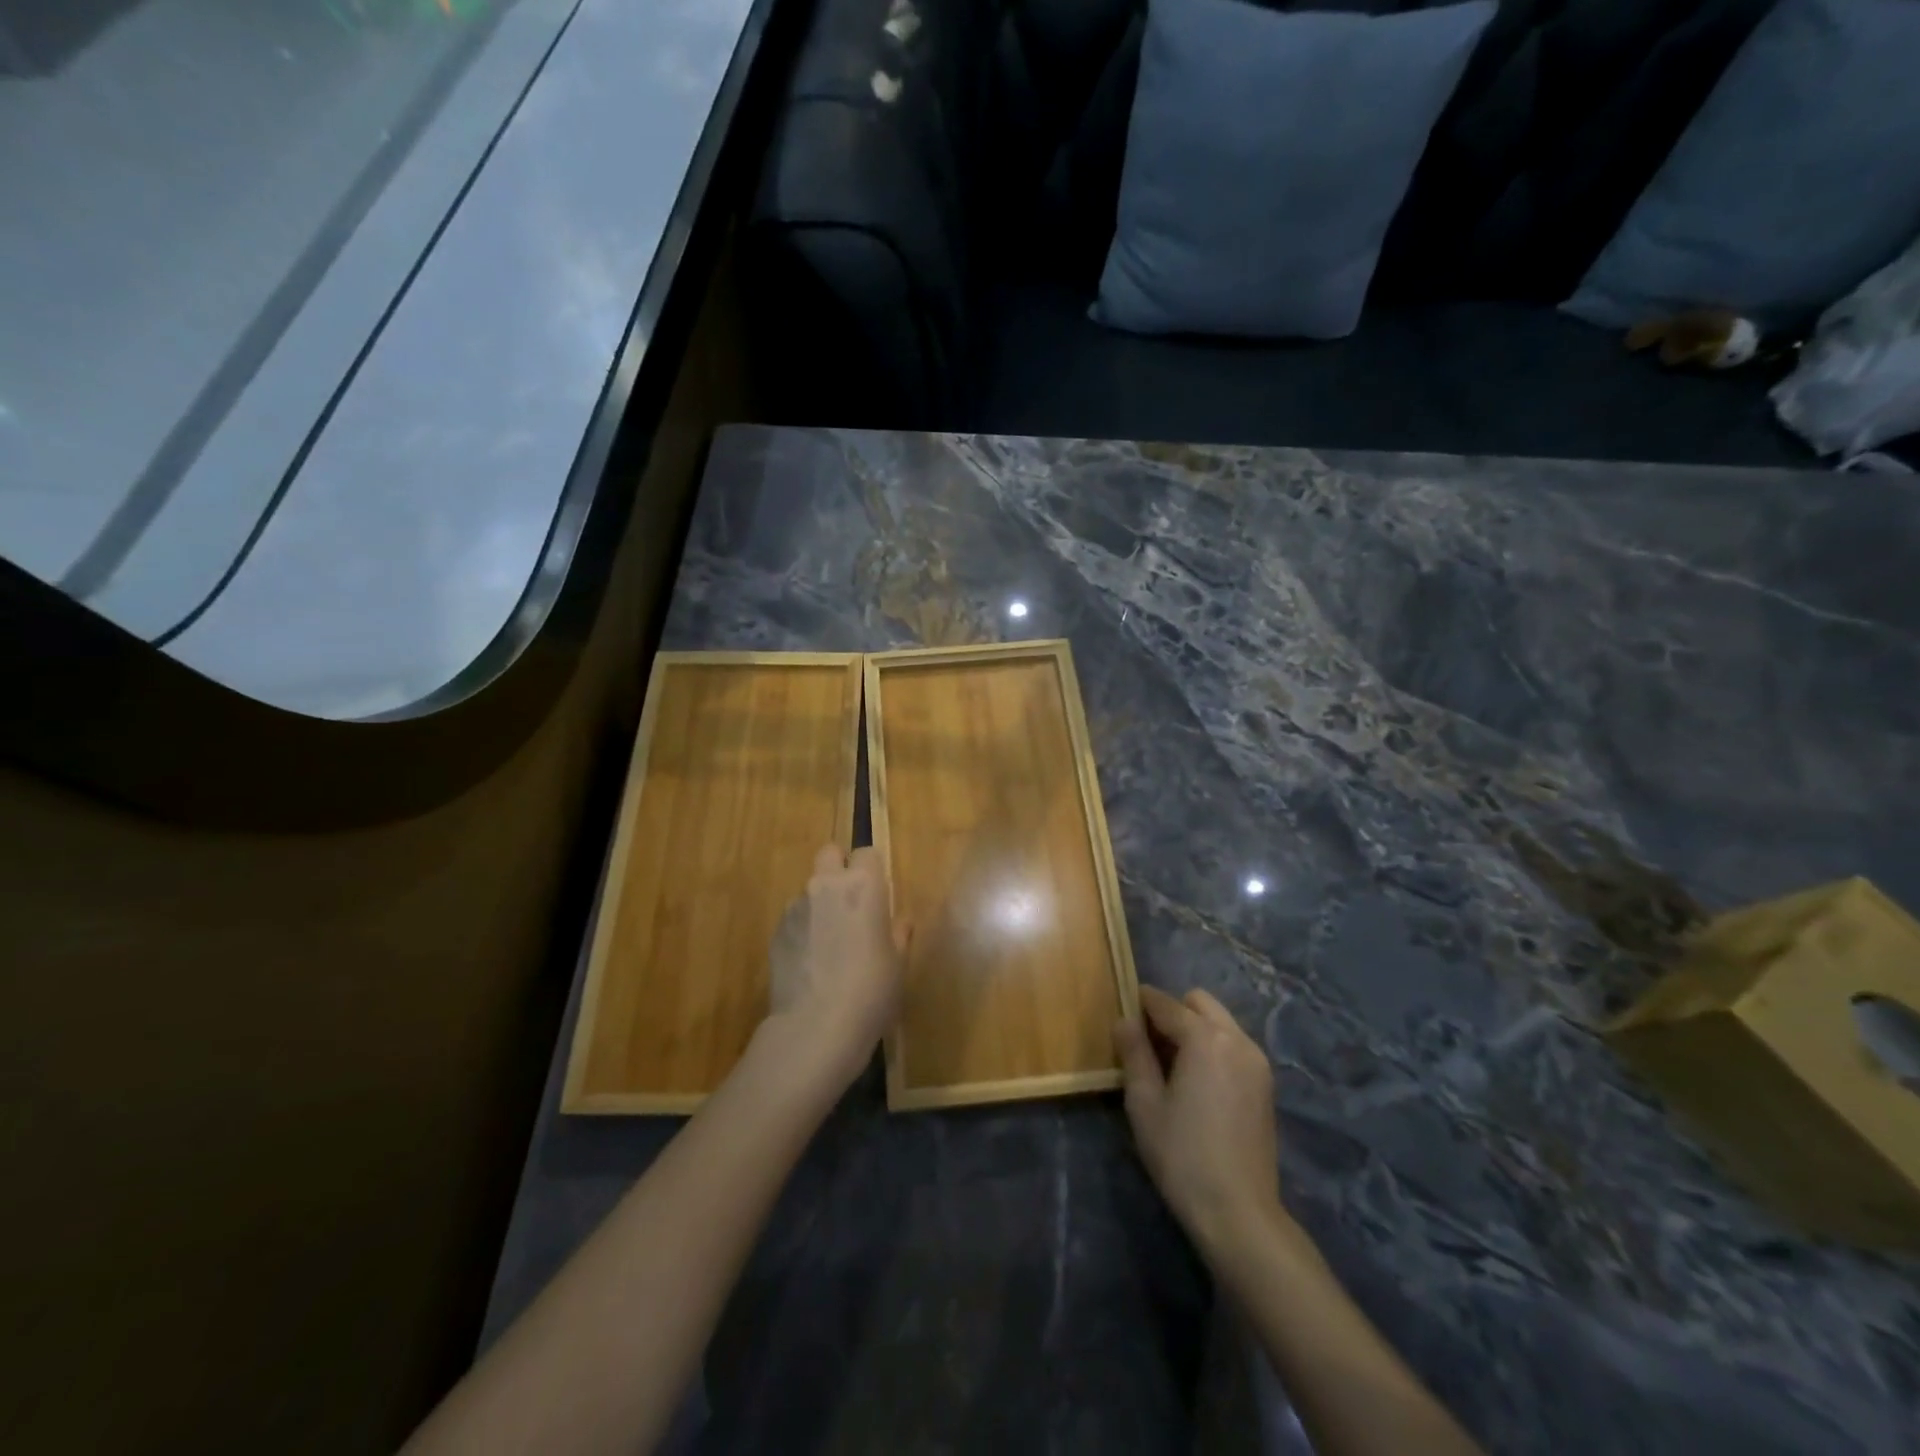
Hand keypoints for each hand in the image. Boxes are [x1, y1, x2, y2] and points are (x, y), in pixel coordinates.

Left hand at [766, 844, 910, 1084]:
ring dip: (820, 903)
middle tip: (851, 903)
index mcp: (864, 886)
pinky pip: (794, 917)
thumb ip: (898, 934)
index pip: (867, 852)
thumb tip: (899, 921)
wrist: (816, 1028)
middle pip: (829, 853)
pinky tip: (810, 962)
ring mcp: (796, 906)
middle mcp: (827, 885)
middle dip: (839, 868)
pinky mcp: (775, 931)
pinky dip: (803, 929)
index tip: (878, 895)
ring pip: (809, 888)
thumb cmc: (871, 991)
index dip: (872, 870)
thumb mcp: (897, 964)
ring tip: (828, 944)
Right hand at [1115, 985, 1285, 1260]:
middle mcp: (1237, 1039)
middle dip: (1172, 1012)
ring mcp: (1257, 1061)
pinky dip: (1213, 1047)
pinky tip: (1197, 1082)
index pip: (1166, 1004)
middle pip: (1199, 1003)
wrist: (1239, 1213)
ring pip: (1219, 1022)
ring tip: (1172, 1065)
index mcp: (1205, 1038)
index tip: (1122, 1013)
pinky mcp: (1265, 1084)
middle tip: (1148, 1044)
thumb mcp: (1144, 1103)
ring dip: (1194, 1028)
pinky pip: (1234, 1045)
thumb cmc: (1182, 1155)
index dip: (1140, 1003)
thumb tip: (1124, 1020)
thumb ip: (1134, 1053)